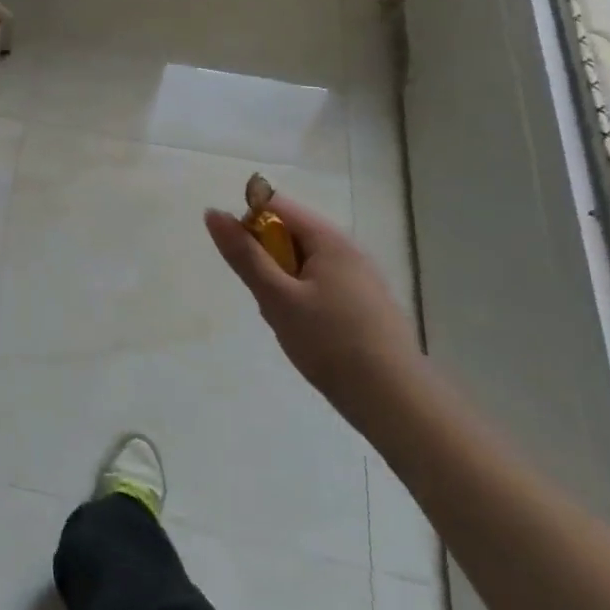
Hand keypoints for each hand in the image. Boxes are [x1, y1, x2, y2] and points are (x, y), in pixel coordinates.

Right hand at [204, 191, 421, 415]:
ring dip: (285, 284)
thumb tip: (213, 212)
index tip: (243, 263)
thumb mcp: (277, 298)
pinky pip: (324, 286)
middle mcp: (349, 250)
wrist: (396, 403)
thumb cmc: (330, 343)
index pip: (276, 206)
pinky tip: (309, 333)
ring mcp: (362, 278)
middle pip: (292, 233)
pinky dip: (305, 300)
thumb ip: (244, 255)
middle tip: (266, 298)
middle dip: (268, 260)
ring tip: (287, 321)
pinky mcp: (368, 305)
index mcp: (329, 239)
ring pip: (306, 264)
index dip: (249, 225)